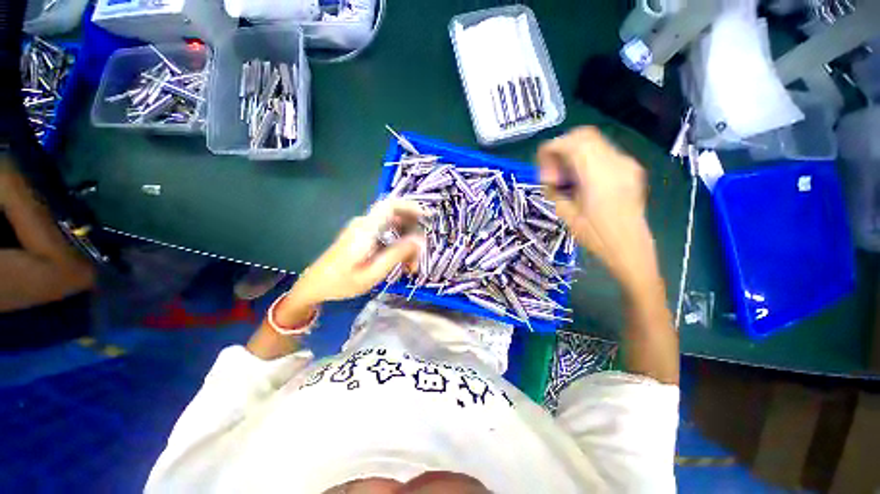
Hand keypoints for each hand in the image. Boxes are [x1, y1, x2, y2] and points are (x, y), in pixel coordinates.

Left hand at [290, 199, 426, 305]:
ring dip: (406, 239)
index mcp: (365, 229)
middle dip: (412, 230)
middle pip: (395, 215)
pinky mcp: (362, 235)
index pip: (390, 205)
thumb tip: (419, 240)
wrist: (314, 285)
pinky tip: (401, 261)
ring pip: (392, 225)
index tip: (427, 217)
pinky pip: (386, 232)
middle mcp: (364, 224)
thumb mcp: (372, 273)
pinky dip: (397, 243)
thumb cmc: (341, 283)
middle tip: (420, 252)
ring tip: (411, 263)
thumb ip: (396, 254)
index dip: (411, 206)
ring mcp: (362, 229)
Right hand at [537, 127, 654, 286]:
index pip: (571, 143)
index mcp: (599, 176)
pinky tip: (581, 179)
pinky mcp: (630, 168)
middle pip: (583, 135)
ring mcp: (626, 163)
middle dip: (561, 148)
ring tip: (566, 178)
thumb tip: (549, 177)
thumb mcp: (567, 214)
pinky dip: (586, 158)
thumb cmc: (596, 237)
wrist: (630, 248)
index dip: (550, 150)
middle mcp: (616, 163)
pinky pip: (603, 152)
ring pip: (594, 141)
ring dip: (573, 153)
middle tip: (553, 173)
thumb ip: (555, 189)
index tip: (543, 169)